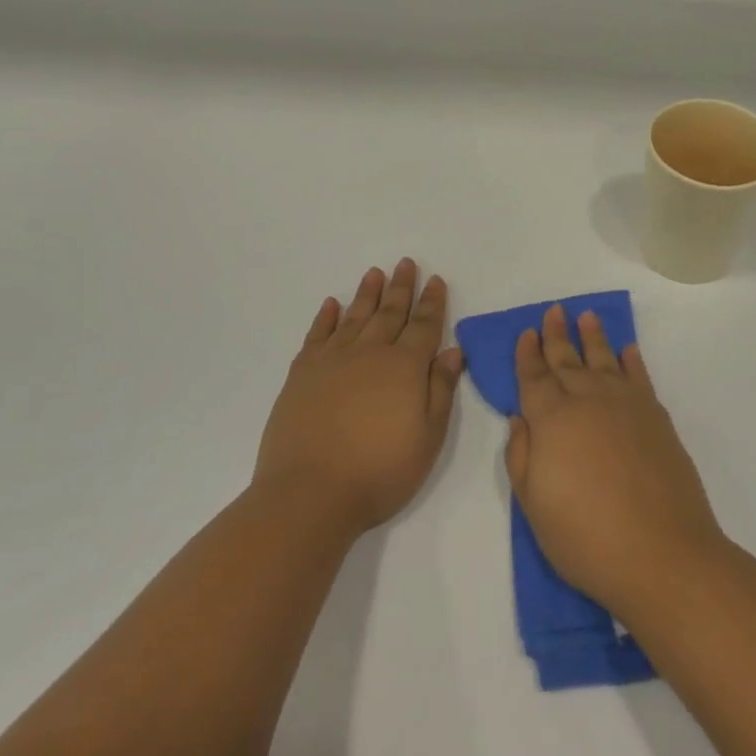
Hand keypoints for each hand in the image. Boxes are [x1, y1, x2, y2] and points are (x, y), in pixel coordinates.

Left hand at [254, 260, 462, 536]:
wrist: (310, 493)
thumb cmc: (380, 471)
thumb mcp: (428, 438)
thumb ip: (441, 390)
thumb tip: (453, 351)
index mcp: (405, 367)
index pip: (424, 326)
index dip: (432, 302)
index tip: (436, 280)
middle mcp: (370, 353)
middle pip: (390, 313)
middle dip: (401, 287)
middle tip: (406, 263)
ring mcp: (332, 360)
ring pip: (355, 316)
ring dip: (367, 294)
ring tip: (375, 273)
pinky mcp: (302, 374)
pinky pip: (317, 335)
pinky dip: (326, 317)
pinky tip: (332, 305)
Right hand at [506, 304, 724, 617]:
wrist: (662, 553)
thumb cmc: (586, 537)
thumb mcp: (533, 504)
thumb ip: (521, 455)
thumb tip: (521, 418)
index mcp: (552, 419)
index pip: (534, 377)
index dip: (528, 354)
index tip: (526, 332)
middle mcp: (588, 401)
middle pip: (567, 360)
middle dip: (557, 335)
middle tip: (553, 310)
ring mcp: (626, 405)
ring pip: (604, 359)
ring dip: (593, 337)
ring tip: (587, 316)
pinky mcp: (656, 418)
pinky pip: (640, 377)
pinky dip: (632, 361)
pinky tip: (628, 350)